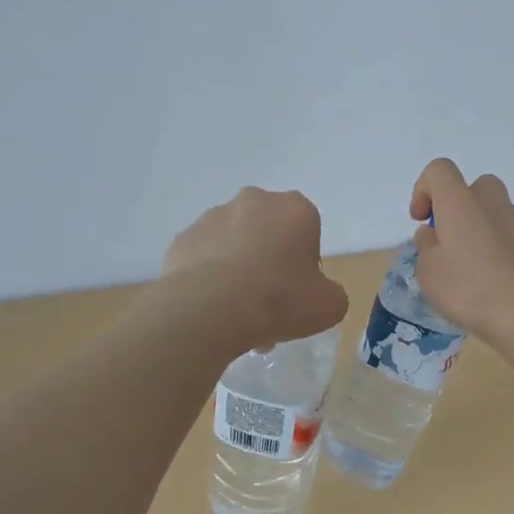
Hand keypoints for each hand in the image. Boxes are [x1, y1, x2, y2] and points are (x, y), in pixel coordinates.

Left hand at [162, 188, 348, 349]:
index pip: (306, 230)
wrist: (211, 309)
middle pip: (268, 231)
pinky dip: (209, 276)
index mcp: (295, 208)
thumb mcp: (330, 306)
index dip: (304, 263)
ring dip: (238, 268)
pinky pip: (203, 257)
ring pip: (234, 243)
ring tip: (236, 312)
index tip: (298, 291)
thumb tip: (318, 293)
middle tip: (268, 302)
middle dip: (269, 260)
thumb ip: (331, 293)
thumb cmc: (280, 299)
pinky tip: (211, 306)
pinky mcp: (183, 238)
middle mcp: (254, 201)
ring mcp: (213, 216)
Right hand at [407, 159, 513, 345]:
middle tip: (448, 238)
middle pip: (473, 186)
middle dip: (457, 206)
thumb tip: (434, 235)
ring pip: (493, 210)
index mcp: (460, 201)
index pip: (439, 170)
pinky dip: (497, 246)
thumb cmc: (469, 289)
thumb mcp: (428, 272)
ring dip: (478, 227)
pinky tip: (492, 279)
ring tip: (469, 265)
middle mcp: (491, 202)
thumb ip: (426, 246)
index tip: (421, 220)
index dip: (423, 189)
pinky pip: (509, 234)